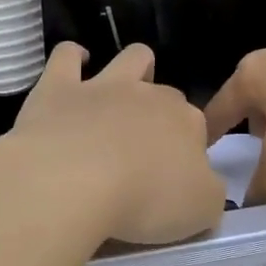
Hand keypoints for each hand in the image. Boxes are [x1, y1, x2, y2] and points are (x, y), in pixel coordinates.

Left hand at [5, 43, 224, 245]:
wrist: (71, 183)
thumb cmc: (143, 201)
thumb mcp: (200, 210)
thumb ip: (207, 192)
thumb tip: (202, 184)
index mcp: (187, 123)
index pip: (197, 130)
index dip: (188, 151)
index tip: (174, 180)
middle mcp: (149, 96)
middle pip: (166, 96)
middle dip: (161, 115)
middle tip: (145, 155)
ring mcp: (103, 86)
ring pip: (131, 58)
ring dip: (134, 68)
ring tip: (124, 92)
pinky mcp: (58, 88)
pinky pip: (67, 55)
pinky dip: (73, 57)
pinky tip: (74, 68)